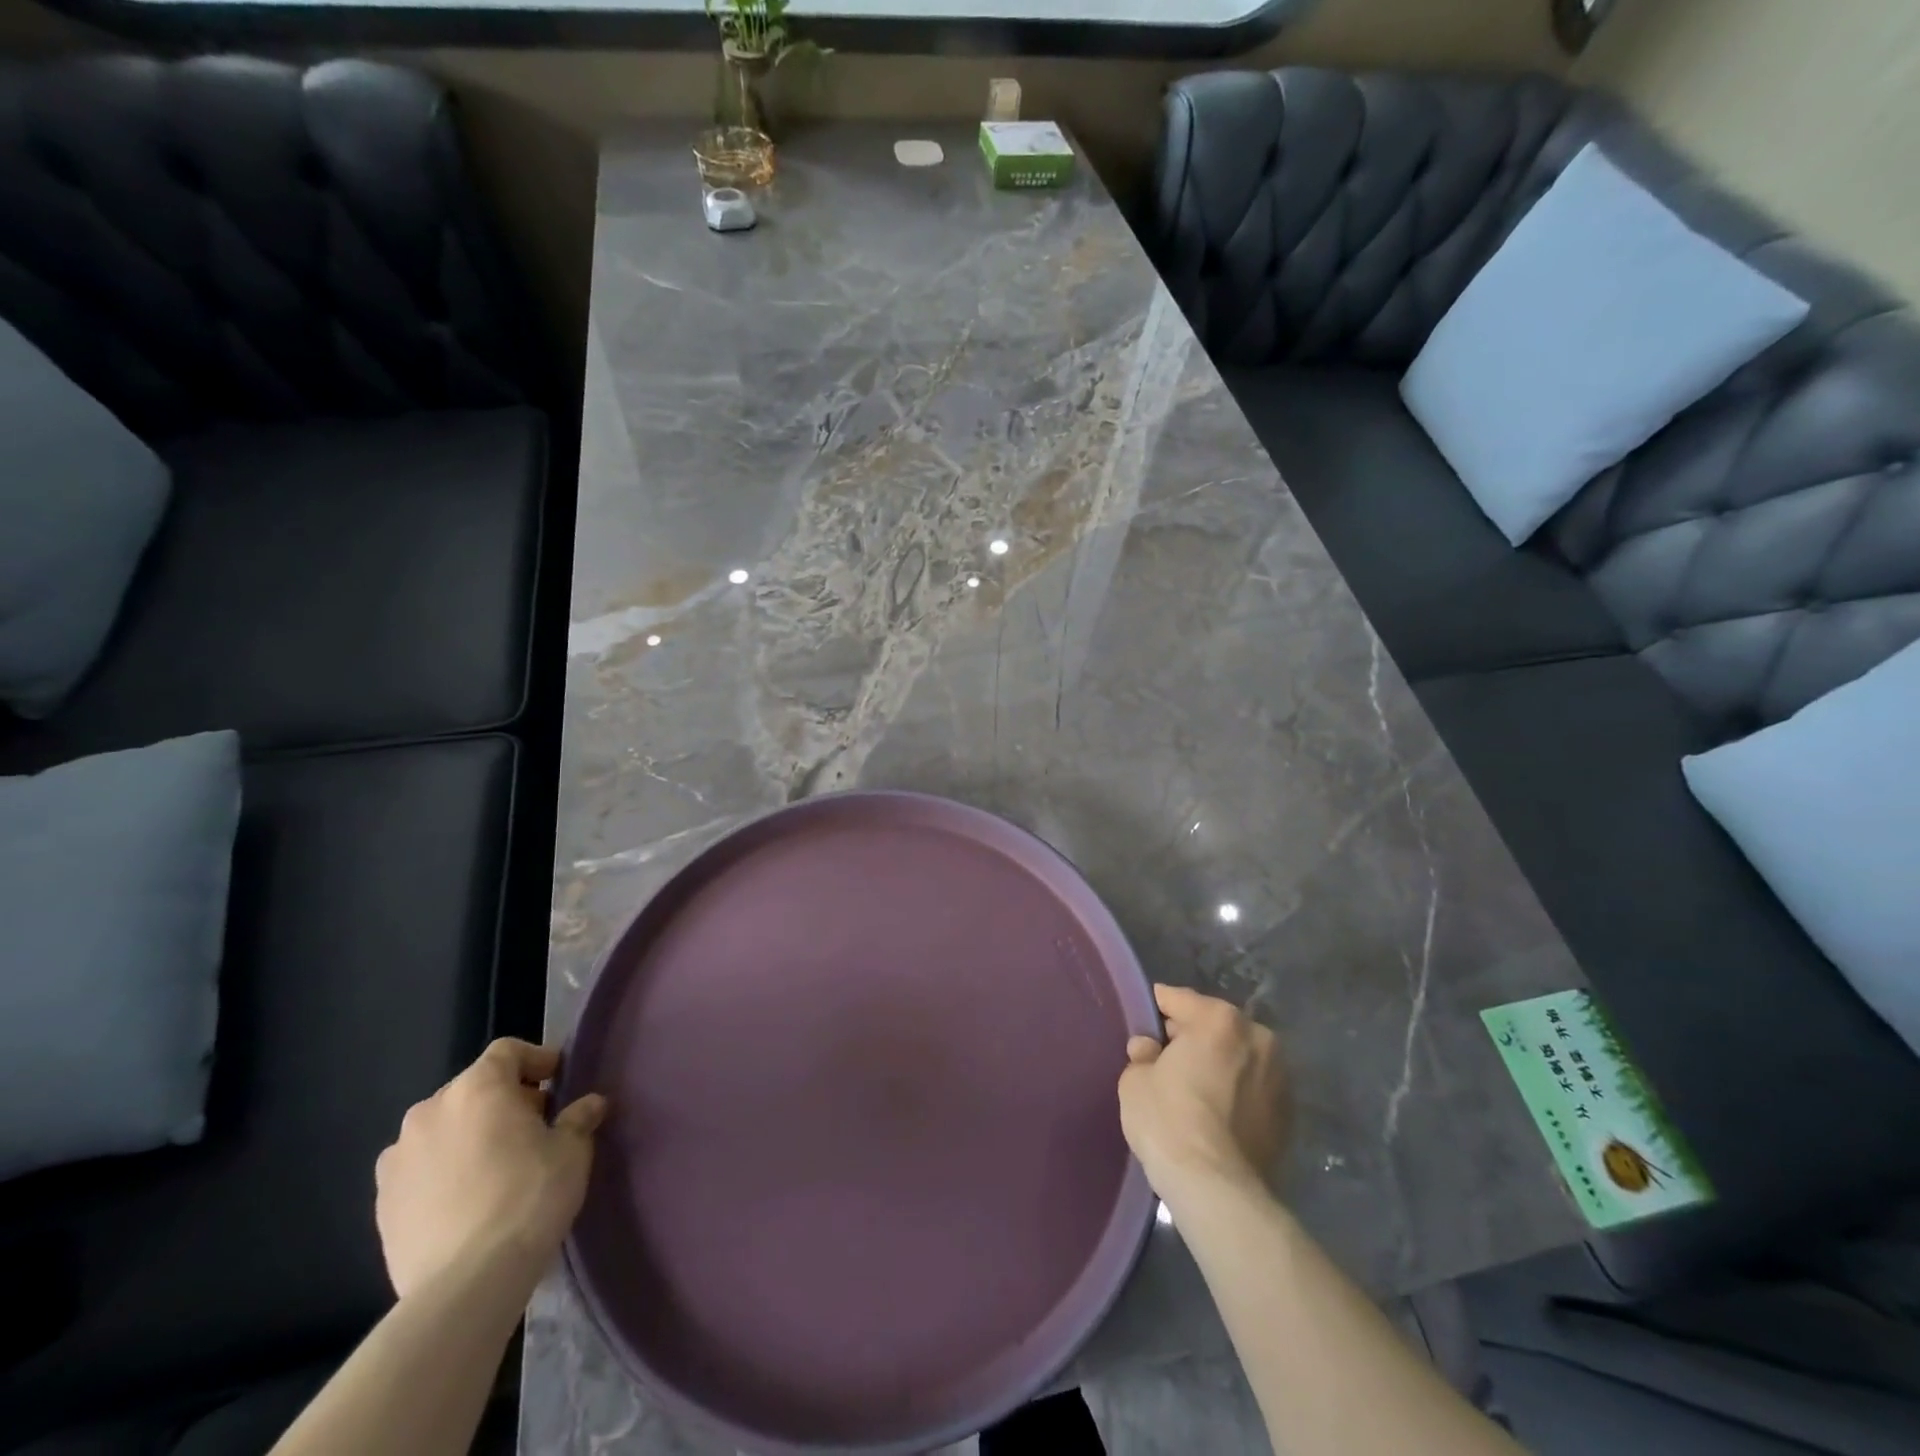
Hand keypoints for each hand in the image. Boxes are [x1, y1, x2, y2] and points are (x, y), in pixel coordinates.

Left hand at [375, 1039, 606, 1299]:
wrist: (465, 1284)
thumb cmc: (529, 1197)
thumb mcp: (572, 1151)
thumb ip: (579, 1118)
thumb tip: (589, 1104)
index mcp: (477, 1088)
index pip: (507, 1051)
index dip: (536, 1060)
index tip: (558, 1082)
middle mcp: (429, 1112)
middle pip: (472, 1088)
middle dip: (504, 1100)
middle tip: (534, 1126)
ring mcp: (397, 1159)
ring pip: (443, 1129)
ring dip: (470, 1134)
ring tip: (497, 1165)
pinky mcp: (381, 1204)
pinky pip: (420, 1169)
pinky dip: (444, 1170)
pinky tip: (468, 1199)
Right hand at [1118, 984, 1289, 1199]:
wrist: (1217, 1189)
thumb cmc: (1169, 1121)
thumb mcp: (1135, 1080)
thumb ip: (1143, 1054)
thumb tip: (1149, 1049)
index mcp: (1219, 1019)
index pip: (1179, 999)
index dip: (1158, 1008)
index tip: (1146, 1022)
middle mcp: (1257, 1037)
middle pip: (1214, 1024)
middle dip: (1193, 1036)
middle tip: (1168, 1058)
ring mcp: (1280, 1076)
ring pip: (1238, 1056)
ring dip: (1219, 1063)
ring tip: (1196, 1087)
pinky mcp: (1289, 1114)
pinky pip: (1253, 1088)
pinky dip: (1237, 1091)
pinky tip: (1217, 1113)